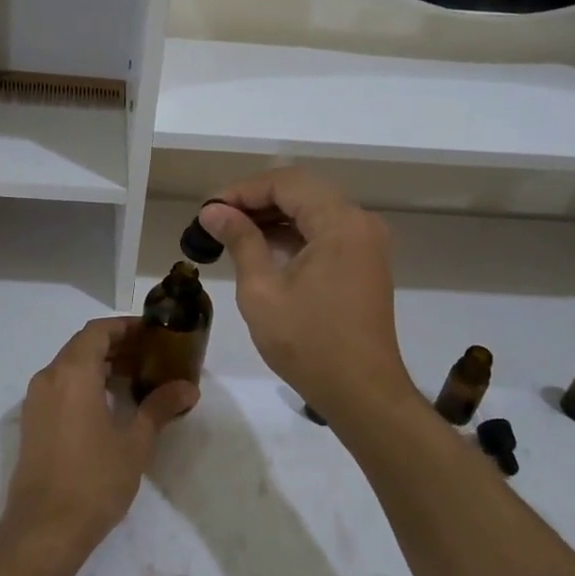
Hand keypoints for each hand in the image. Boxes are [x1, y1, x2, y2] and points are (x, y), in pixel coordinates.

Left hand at [3, 317, 197, 560]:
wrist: (44, 528)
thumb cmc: (94, 480)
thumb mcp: (134, 442)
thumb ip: (159, 407)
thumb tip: (188, 388)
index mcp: (72, 373)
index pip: (98, 331)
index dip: (126, 326)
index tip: (153, 333)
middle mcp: (49, 377)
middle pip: (83, 345)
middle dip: (116, 345)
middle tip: (151, 356)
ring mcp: (36, 400)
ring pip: (70, 366)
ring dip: (100, 365)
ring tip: (136, 378)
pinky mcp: (33, 422)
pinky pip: (60, 386)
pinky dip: (85, 383)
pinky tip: (109, 404)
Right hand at [199, 169, 421, 429]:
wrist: (362, 393)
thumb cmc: (308, 343)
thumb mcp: (262, 290)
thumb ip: (240, 240)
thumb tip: (213, 211)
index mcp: (340, 223)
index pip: (285, 183)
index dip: (242, 190)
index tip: (208, 210)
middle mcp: (360, 222)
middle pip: (301, 190)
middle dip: (255, 199)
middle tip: (215, 218)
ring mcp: (366, 242)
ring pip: (313, 209)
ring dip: (273, 215)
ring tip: (231, 231)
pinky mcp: (365, 261)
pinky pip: (325, 231)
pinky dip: (293, 232)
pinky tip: (262, 247)